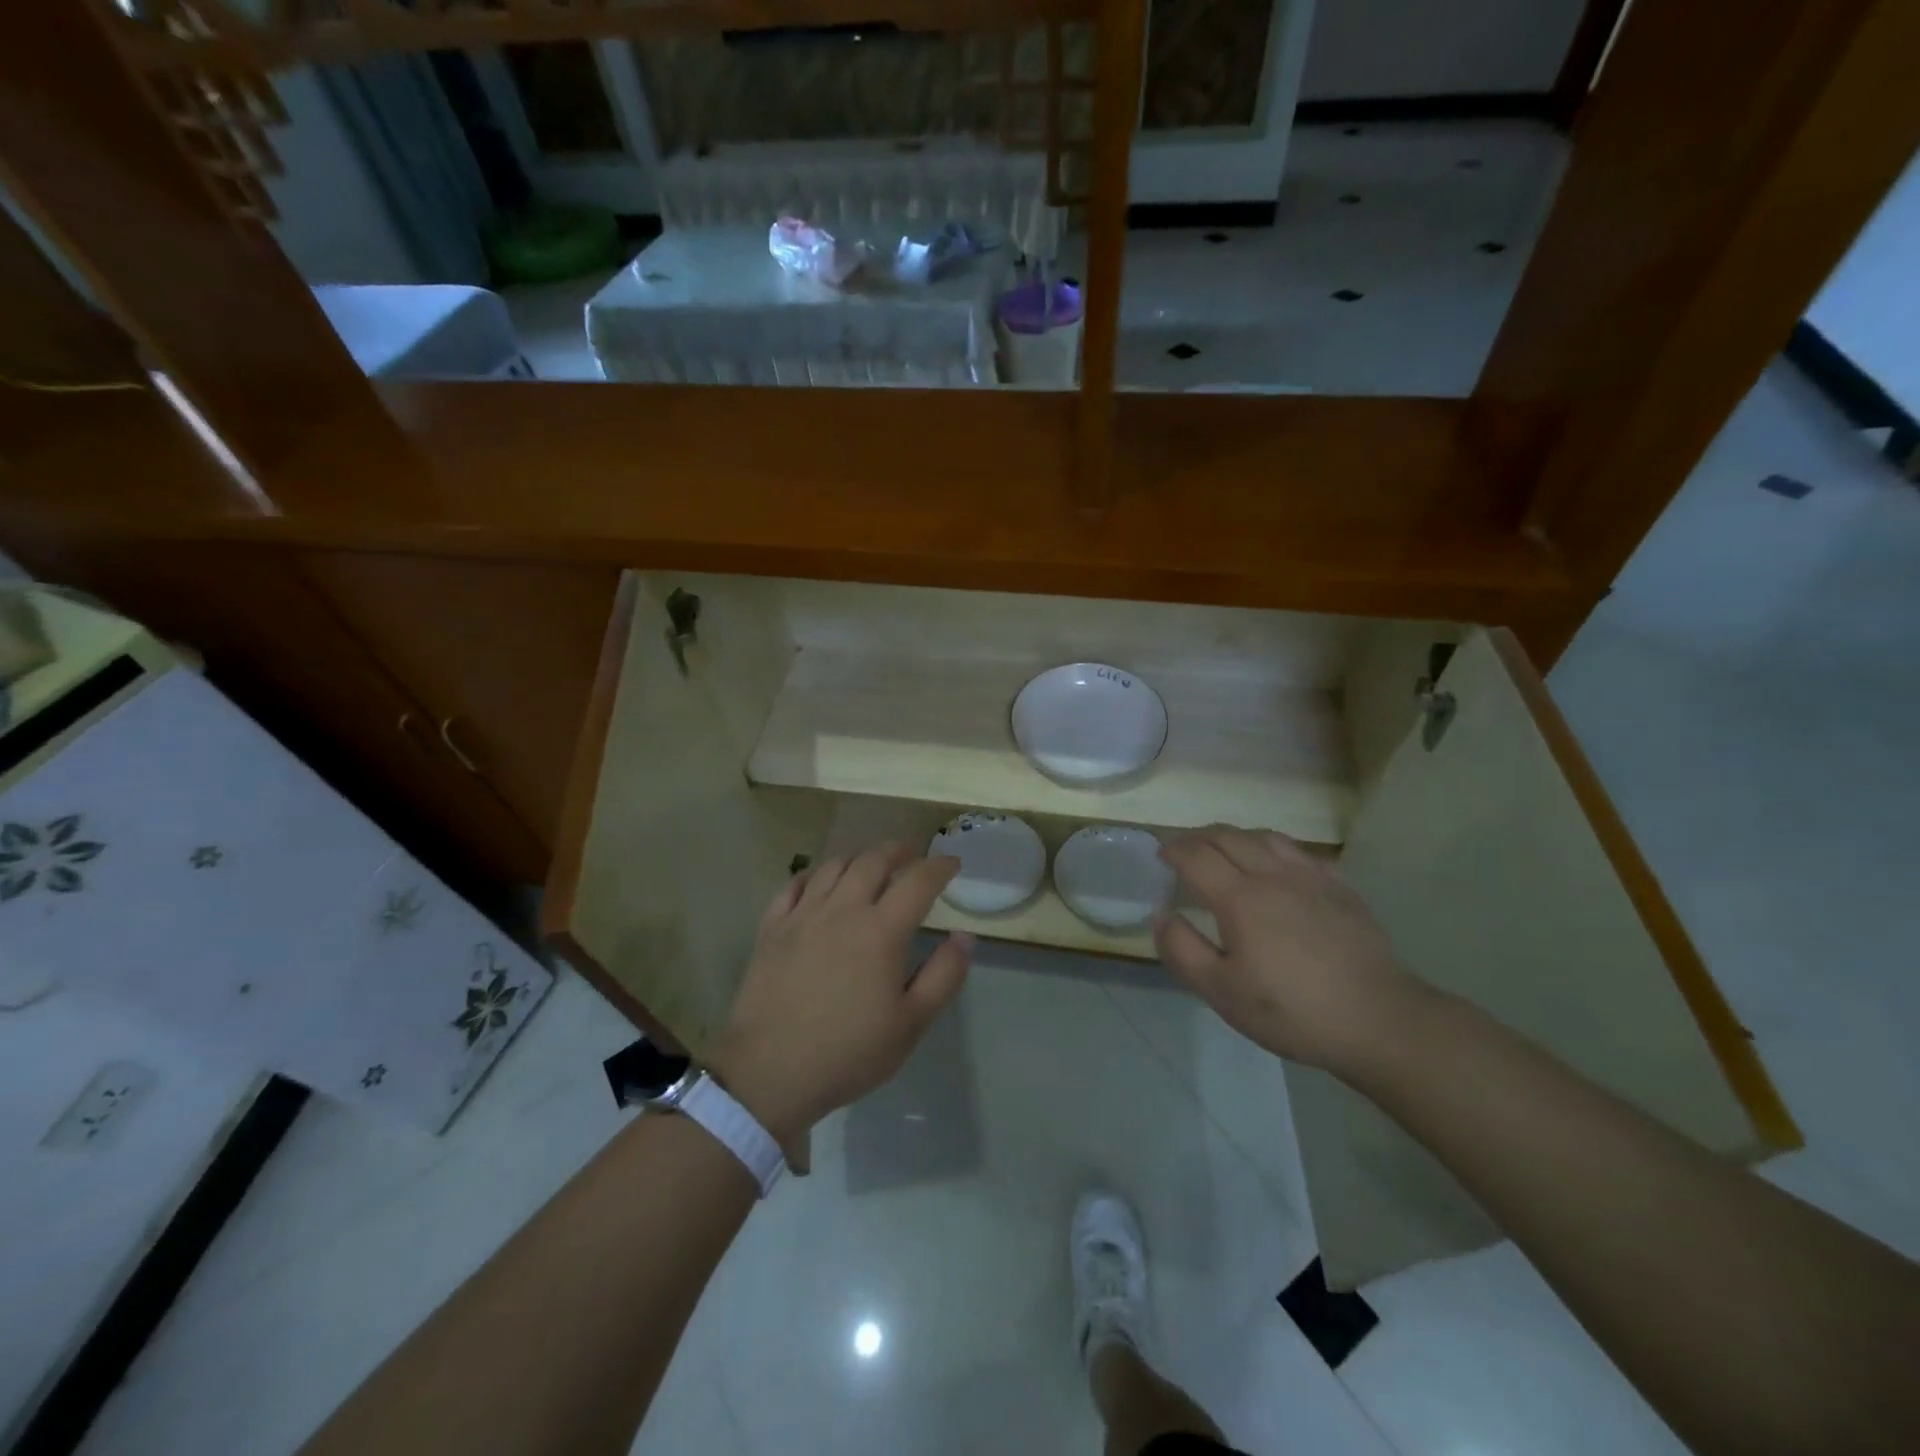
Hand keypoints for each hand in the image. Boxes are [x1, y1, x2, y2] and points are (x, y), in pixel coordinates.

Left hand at [710, 844, 973, 1141]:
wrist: (769, 1072)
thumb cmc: (849, 1051)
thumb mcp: (912, 1023)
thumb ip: (944, 975)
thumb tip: (964, 936)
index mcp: (881, 930)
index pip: (918, 881)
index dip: (939, 867)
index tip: (953, 863)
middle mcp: (843, 909)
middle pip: (873, 860)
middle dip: (899, 850)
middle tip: (913, 853)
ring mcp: (802, 915)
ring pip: (834, 866)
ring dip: (859, 856)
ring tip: (871, 862)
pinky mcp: (772, 928)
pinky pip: (793, 885)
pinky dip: (813, 874)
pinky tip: (819, 882)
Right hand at [1155, 826, 1423, 1076]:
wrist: (1377, 1020)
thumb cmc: (1291, 1010)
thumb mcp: (1221, 992)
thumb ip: (1182, 949)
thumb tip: (1162, 914)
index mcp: (1239, 897)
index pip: (1196, 855)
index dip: (1173, 850)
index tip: (1160, 855)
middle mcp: (1272, 875)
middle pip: (1228, 836)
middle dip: (1199, 837)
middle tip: (1185, 850)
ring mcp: (1310, 877)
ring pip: (1265, 837)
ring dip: (1235, 837)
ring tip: (1225, 851)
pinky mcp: (1340, 888)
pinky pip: (1299, 852)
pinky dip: (1274, 849)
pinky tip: (1276, 867)